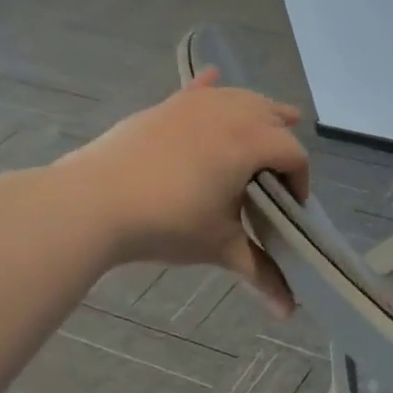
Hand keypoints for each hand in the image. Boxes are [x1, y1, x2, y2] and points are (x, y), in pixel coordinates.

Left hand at [53, 71, 309, 312]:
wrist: (91, 204)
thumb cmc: (168, 224)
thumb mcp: (221, 248)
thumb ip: (261, 274)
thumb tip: (290, 313)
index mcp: (250, 143)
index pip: (293, 155)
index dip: (301, 181)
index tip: (292, 208)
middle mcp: (227, 114)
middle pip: (271, 116)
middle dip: (284, 140)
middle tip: (283, 172)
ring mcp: (191, 106)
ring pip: (237, 98)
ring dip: (258, 111)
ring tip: (269, 121)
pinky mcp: (162, 108)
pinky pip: (195, 91)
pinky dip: (209, 87)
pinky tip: (215, 78)